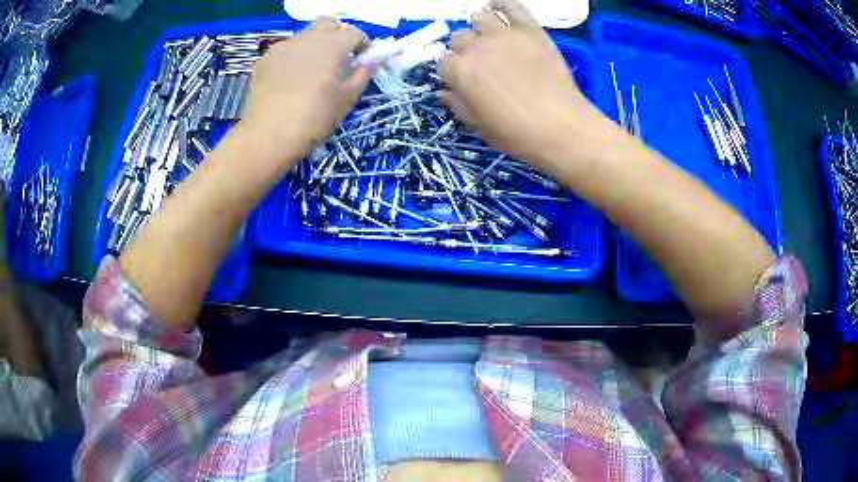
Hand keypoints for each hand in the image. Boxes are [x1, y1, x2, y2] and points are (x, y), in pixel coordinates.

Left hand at [239, 18, 373, 174]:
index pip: (354, 32)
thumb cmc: (314, 119)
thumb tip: (371, 62)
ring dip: (315, 45)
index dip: (362, 44)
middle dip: (337, 35)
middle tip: (338, 59)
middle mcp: (308, 38)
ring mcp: (283, 47)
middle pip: (328, 24)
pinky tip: (290, 79)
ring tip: (312, 71)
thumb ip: (362, 75)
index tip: (361, 60)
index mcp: (332, 46)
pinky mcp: (265, 59)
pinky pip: (285, 49)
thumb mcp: (347, 99)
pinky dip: (294, 56)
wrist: (267, 136)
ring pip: (305, 35)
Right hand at [438, 0, 619, 174]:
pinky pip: (513, 6)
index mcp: (460, 72)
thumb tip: (445, 93)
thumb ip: (459, 106)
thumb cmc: (518, 135)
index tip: (461, 82)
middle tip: (480, 63)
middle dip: (464, 50)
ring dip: (480, 27)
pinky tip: (500, 8)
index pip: (443, 63)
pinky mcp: (531, 31)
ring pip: (480, 17)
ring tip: (490, 38)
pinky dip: (504, 4)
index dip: (451, 73)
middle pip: (458, 38)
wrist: (562, 129)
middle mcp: (477, 47)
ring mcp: (505, 35)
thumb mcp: (480, 127)